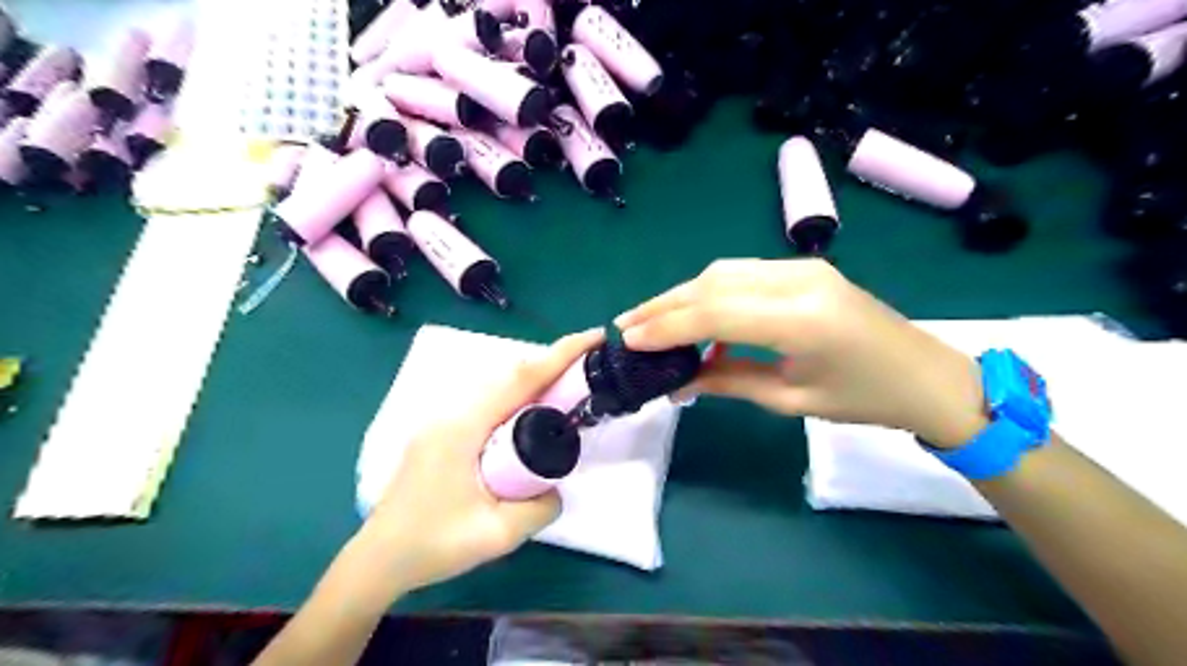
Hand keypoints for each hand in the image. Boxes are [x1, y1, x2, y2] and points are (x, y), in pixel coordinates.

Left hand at [360, 328, 604, 592]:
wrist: (378, 561)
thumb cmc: (432, 547)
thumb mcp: (497, 535)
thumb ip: (540, 508)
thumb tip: (557, 487)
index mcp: (463, 428)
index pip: (519, 380)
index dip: (560, 355)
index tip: (593, 337)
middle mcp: (451, 413)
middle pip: (509, 375)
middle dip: (552, 364)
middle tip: (588, 368)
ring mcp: (442, 420)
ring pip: (497, 385)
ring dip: (534, 379)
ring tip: (567, 388)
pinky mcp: (441, 431)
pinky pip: (487, 401)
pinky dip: (517, 396)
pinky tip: (531, 414)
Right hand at [616, 256, 987, 445]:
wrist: (928, 376)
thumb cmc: (865, 399)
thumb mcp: (790, 400)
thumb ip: (729, 381)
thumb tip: (678, 382)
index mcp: (801, 318)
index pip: (715, 313)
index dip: (667, 326)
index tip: (630, 341)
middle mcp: (798, 279)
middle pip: (712, 283)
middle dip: (664, 305)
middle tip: (627, 325)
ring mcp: (802, 268)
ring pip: (723, 272)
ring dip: (682, 295)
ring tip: (650, 320)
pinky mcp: (803, 269)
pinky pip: (742, 275)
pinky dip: (710, 294)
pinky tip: (694, 316)